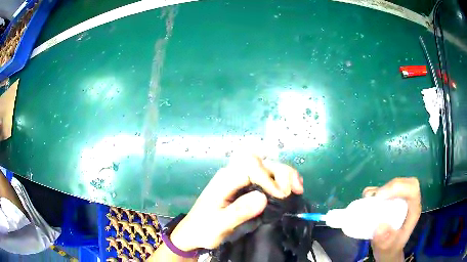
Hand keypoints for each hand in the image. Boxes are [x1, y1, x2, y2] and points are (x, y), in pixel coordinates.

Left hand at [170, 155, 303, 250]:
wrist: (193, 232)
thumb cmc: (203, 229)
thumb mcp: (219, 224)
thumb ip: (239, 211)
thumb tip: (263, 198)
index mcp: (225, 179)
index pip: (251, 168)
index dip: (269, 180)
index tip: (281, 196)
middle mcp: (232, 174)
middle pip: (260, 162)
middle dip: (281, 172)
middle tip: (296, 189)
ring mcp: (239, 179)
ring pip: (265, 167)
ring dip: (284, 174)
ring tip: (298, 187)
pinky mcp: (244, 186)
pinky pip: (264, 177)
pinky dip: (279, 180)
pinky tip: (289, 189)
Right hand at [363, 178, 420, 261]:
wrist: (387, 250)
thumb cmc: (389, 249)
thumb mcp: (387, 250)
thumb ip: (385, 241)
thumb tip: (380, 226)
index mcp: (413, 210)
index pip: (412, 190)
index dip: (398, 188)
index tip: (379, 197)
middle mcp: (409, 202)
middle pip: (405, 183)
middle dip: (389, 186)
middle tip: (374, 197)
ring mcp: (400, 200)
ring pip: (395, 184)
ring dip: (381, 189)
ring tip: (368, 200)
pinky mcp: (391, 201)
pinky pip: (385, 189)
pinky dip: (376, 191)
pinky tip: (367, 200)